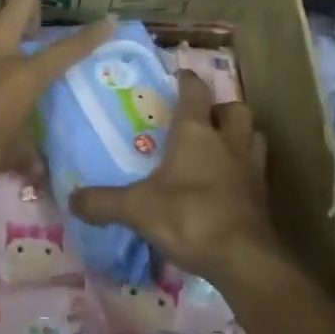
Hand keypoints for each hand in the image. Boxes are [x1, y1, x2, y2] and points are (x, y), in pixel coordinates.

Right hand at [70, 71, 287, 283]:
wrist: (242, 257)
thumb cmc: (188, 216)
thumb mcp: (136, 209)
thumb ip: (102, 202)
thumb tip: (71, 200)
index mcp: (196, 133)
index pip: (195, 92)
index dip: (187, 80)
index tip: (180, 75)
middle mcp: (228, 142)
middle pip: (235, 110)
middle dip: (221, 109)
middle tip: (204, 120)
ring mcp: (251, 169)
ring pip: (254, 137)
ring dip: (240, 137)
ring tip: (221, 148)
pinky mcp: (263, 197)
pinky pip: (257, 172)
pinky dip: (245, 172)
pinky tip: (229, 186)